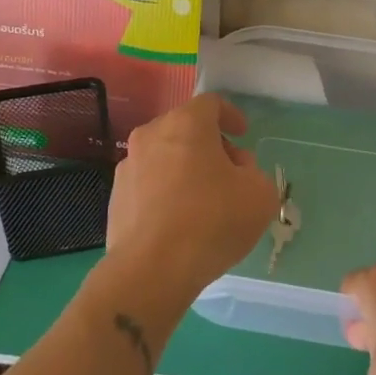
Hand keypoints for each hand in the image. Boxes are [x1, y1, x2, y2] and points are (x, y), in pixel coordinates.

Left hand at [102, 94, 278, 302]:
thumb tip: (238, 173)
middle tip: (230, 171)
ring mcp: (128, 167)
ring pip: (164, 156)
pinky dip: (166, 192)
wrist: (151, 270)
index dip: (231, 115)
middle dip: (210, 145)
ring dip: (185, 168)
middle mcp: (151, 135)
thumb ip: (255, 173)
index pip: (211, 103)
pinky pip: (148, 184)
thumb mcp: (260, 195)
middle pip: (185, 128)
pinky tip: (180, 222)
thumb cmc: (212, 221)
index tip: (243, 134)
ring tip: (204, 201)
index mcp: (186, 123)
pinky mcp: (115, 198)